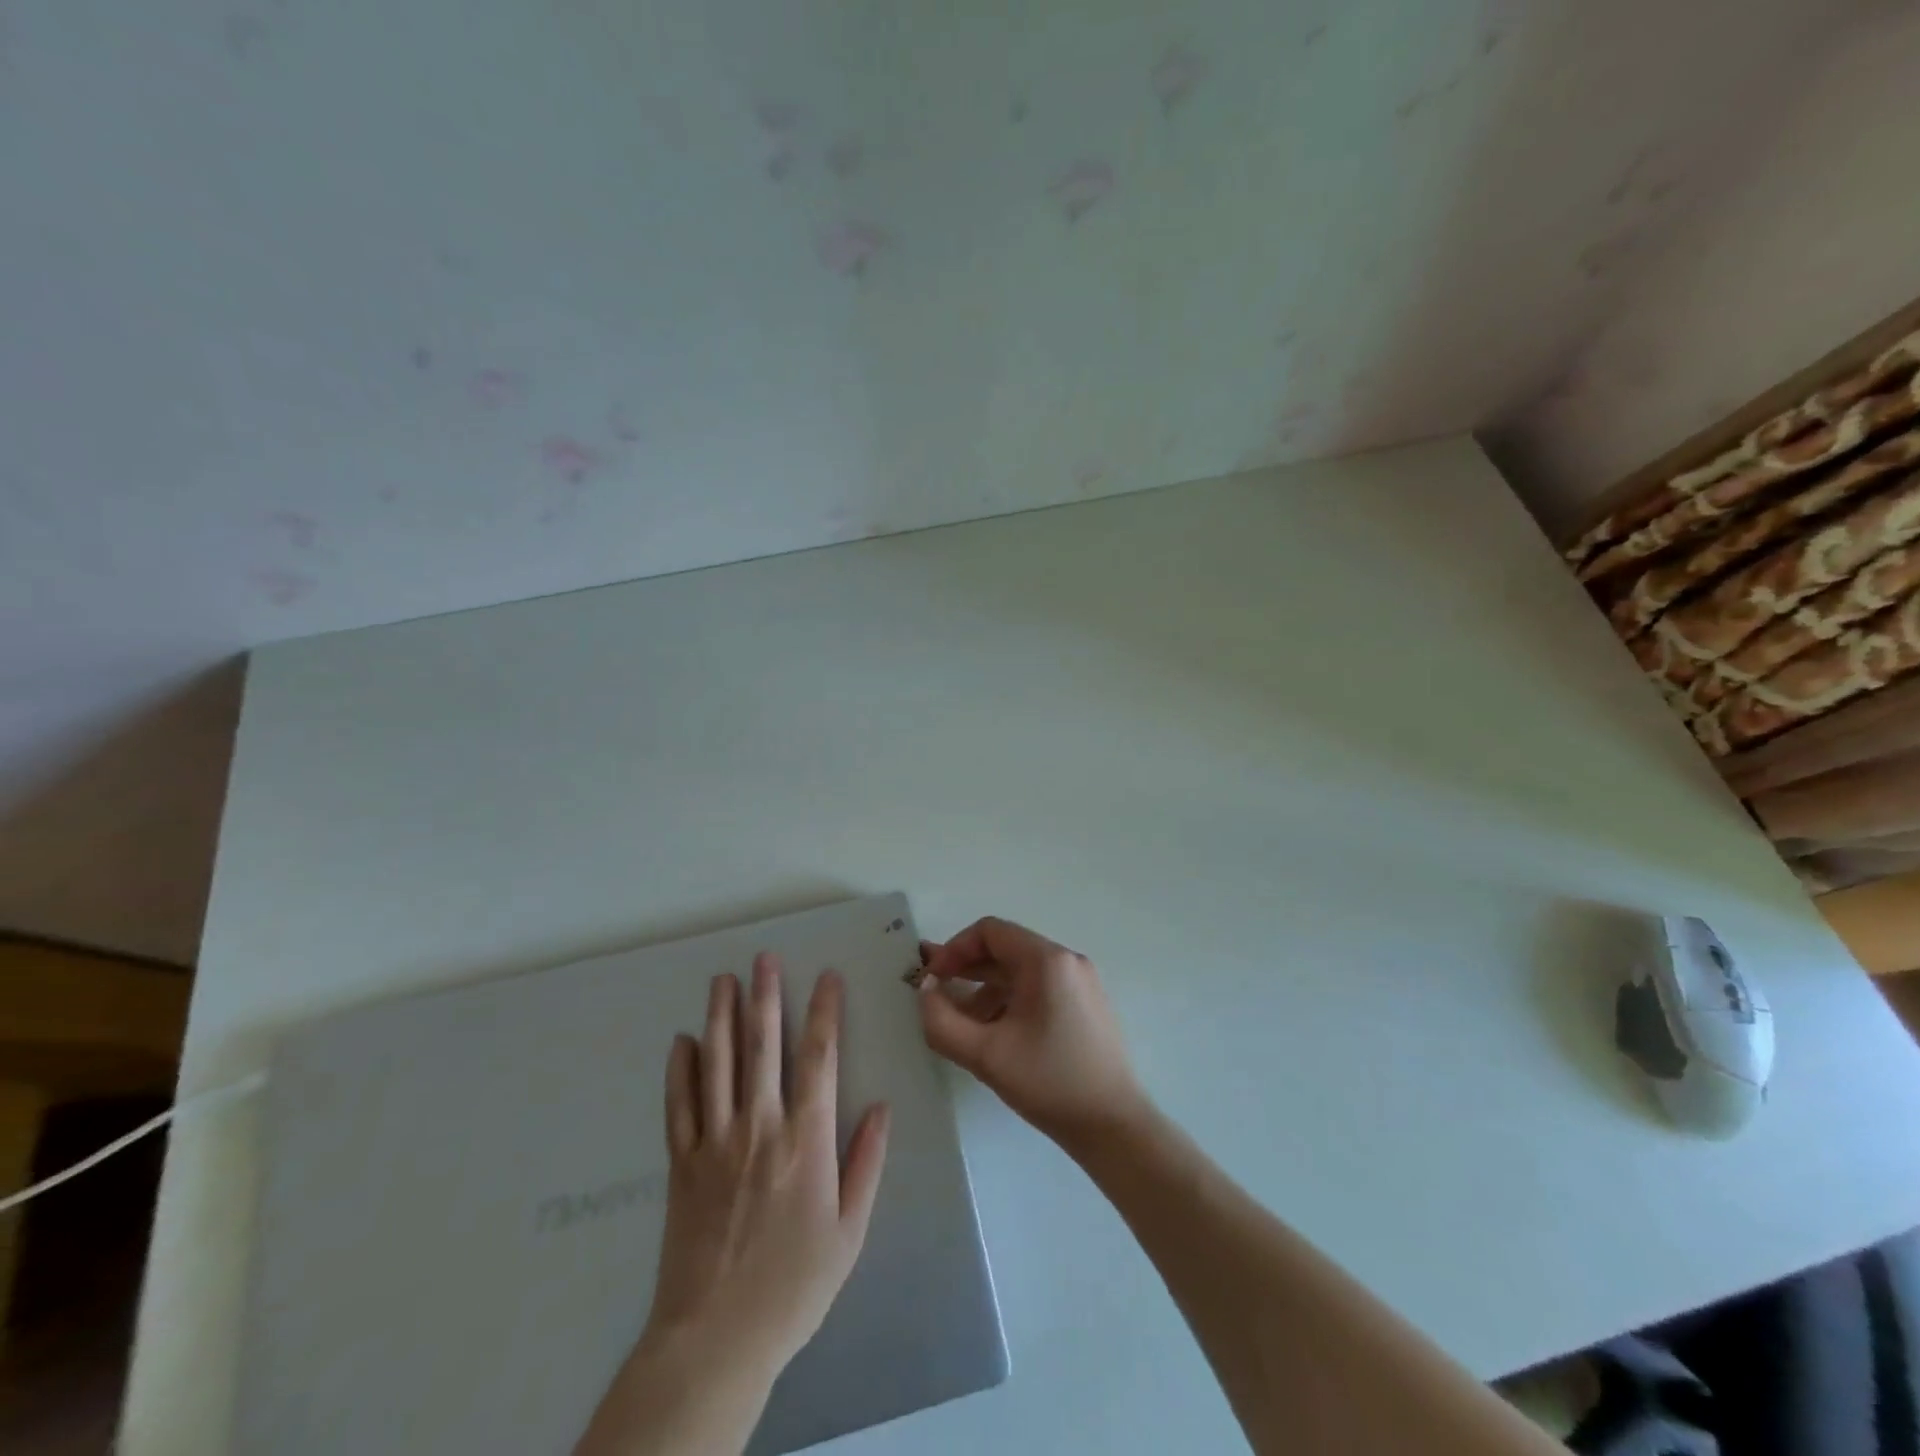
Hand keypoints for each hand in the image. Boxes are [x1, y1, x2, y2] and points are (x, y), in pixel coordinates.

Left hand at [643, 955, 889, 1374]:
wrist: (715, 1341)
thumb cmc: (794, 1286)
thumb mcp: (849, 1231)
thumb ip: (866, 1163)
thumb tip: (882, 1106)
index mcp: (806, 1140)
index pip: (819, 1058)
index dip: (825, 1012)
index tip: (828, 978)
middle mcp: (759, 1127)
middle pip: (763, 1047)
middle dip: (766, 997)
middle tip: (765, 958)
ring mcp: (715, 1142)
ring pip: (718, 1064)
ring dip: (721, 1017)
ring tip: (723, 980)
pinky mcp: (681, 1164)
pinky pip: (679, 1105)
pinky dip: (680, 1070)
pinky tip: (682, 1041)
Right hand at [917, 917, 1148, 1153]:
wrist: (1114, 1126)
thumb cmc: (1049, 1083)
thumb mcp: (985, 1054)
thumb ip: (942, 1020)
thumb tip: (925, 991)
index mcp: (1047, 960)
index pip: (990, 931)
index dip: (954, 949)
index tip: (932, 979)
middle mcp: (1067, 960)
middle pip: (1006, 948)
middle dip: (967, 969)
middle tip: (937, 995)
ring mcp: (1080, 981)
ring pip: (1021, 971)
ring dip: (986, 989)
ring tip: (962, 1024)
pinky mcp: (1086, 1004)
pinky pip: (1038, 988)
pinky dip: (1010, 1000)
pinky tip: (994, 1034)